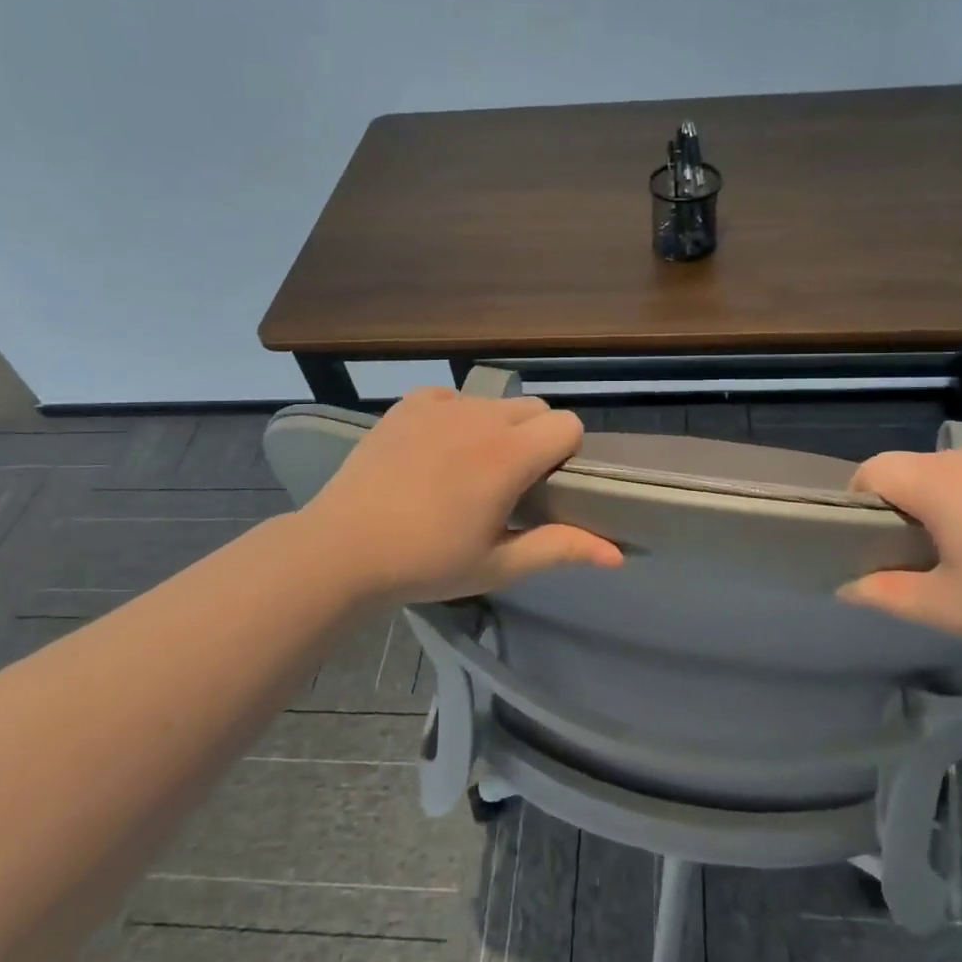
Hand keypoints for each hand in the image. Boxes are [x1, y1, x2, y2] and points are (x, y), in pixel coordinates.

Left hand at [300, 388, 622, 604]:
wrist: (343, 548)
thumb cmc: (426, 562)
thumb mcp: (498, 564)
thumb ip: (561, 548)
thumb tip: (618, 554)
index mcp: (509, 455)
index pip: (568, 424)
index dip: (566, 454)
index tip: (544, 487)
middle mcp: (481, 416)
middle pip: (536, 409)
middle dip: (536, 440)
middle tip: (508, 484)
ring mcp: (442, 404)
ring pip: (496, 402)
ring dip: (498, 428)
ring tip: (467, 469)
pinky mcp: (410, 403)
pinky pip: (454, 397)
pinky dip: (457, 417)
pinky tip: (436, 451)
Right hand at [838, 448, 961, 657]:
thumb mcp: (950, 609)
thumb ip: (889, 595)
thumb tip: (847, 588)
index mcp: (940, 485)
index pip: (875, 469)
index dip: (861, 497)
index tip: (872, 535)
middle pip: (921, 470)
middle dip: (913, 504)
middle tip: (931, 553)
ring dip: (960, 501)